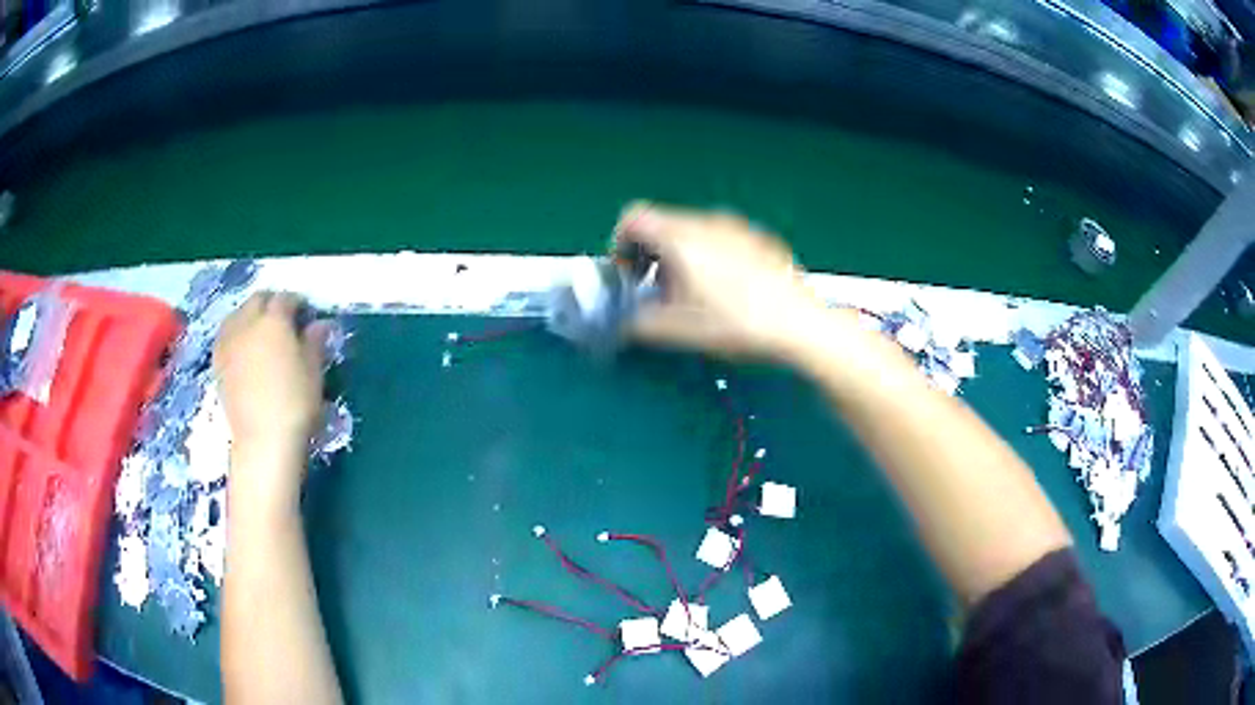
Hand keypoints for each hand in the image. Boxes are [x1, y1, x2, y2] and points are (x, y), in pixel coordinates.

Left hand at [214, 292, 327, 504]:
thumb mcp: (314, 371)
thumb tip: (320, 324)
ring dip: (250, 316)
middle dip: (271, 304)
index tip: (306, 315)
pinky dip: (236, 334)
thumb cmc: (295, 403)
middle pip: (257, 300)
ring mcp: (228, 341)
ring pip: (238, 314)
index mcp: (274, 320)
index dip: (297, 303)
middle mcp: (247, 322)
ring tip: (261, 334)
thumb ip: (314, 342)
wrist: (263, 439)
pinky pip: (226, 335)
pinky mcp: (217, 361)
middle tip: (284, 321)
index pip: (286, 298)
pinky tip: (244, 349)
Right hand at [616, 202, 828, 360]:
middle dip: (650, 256)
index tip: (627, 273)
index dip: (619, 244)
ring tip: (694, 296)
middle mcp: (707, 221)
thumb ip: (640, 323)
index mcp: (681, 236)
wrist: (799, 322)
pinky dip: (710, 257)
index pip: (633, 217)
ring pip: (693, 231)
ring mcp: (737, 227)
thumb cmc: (738, 322)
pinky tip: (728, 292)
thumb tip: (628, 323)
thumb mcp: (679, 330)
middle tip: (657, 292)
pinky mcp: (760, 238)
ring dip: (680, 257)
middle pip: (662, 225)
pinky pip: (722, 238)